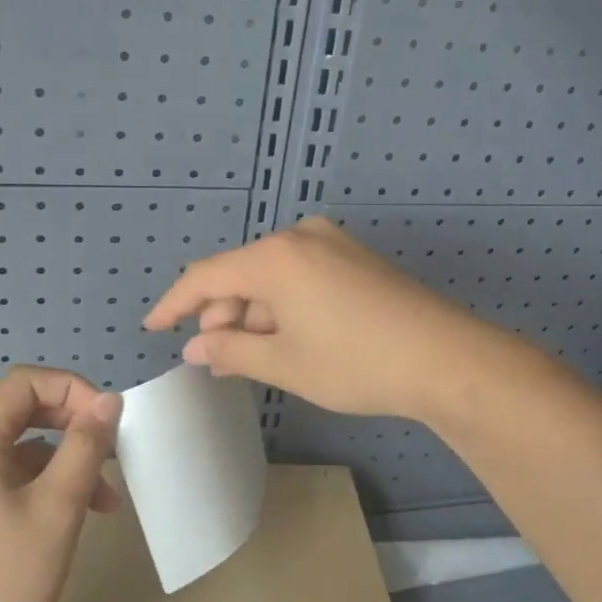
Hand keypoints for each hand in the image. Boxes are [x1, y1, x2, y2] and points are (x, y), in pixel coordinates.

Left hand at [0, 367, 121, 601]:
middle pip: (21, 411)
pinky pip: (6, 474)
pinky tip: (76, 511)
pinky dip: (42, 482)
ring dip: (64, 460)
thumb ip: (85, 446)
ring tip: (107, 498)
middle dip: (73, 425)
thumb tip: (110, 400)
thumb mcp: (57, 508)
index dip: (74, 390)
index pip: (25, 383)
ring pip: (18, 447)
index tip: (109, 421)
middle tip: (113, 450)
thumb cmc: (5, 581)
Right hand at [143, 217, 498, 420]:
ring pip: (272, 275)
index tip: (154, 326)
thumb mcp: (285, 364)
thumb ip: (231, 351)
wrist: (447, 359)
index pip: (206, 276)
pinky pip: (301, 275)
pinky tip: (287, 338)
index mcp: (275, 257)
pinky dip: (283, 305)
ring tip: (252, 356)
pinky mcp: (355, 259)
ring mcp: (333, 244)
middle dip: (221, 314)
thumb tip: (196, 347)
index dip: (175, 303)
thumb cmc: (356, 362)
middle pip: (240, 273)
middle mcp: (301, 237)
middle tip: (216, 357)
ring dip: (254, 313)